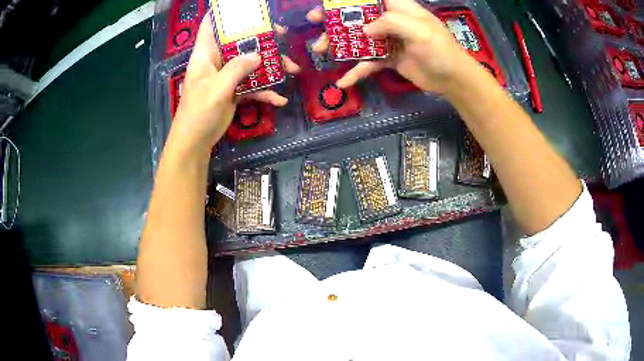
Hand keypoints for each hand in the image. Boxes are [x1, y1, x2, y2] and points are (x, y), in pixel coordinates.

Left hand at [171, 15, 299, 152]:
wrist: (195, 142)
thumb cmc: (199, 112)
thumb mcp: (217, 88)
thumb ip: (237, 69)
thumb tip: (258, 55)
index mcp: (206, 55)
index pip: (210, 25)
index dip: (223, 13)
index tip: (244, 7)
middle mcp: (216, 61)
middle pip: (238, 41)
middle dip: (260, 37)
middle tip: (282, 34)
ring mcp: (226, 76)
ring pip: (250, 63)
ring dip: (271, 66)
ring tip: (293, 68)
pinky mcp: (233, 91)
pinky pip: (252, 85)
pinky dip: (265, 91)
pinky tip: (279, 99)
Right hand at [305, 0, 475, 93]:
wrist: (452, 78)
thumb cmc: (439, 49)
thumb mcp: (418, 30)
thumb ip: (390, 23)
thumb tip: (365, 30)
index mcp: (398, 8)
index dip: (348, 0)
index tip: (328, 2)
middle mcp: (390, 21)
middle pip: (358, 16)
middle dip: (335, 18)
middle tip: (314, 20)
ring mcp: (388, 40)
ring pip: (358, 39)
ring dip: (338, 44)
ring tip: (319, 49)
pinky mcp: (388, 59)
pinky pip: (368, 63)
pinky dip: (356, 72)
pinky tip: (342, 82)